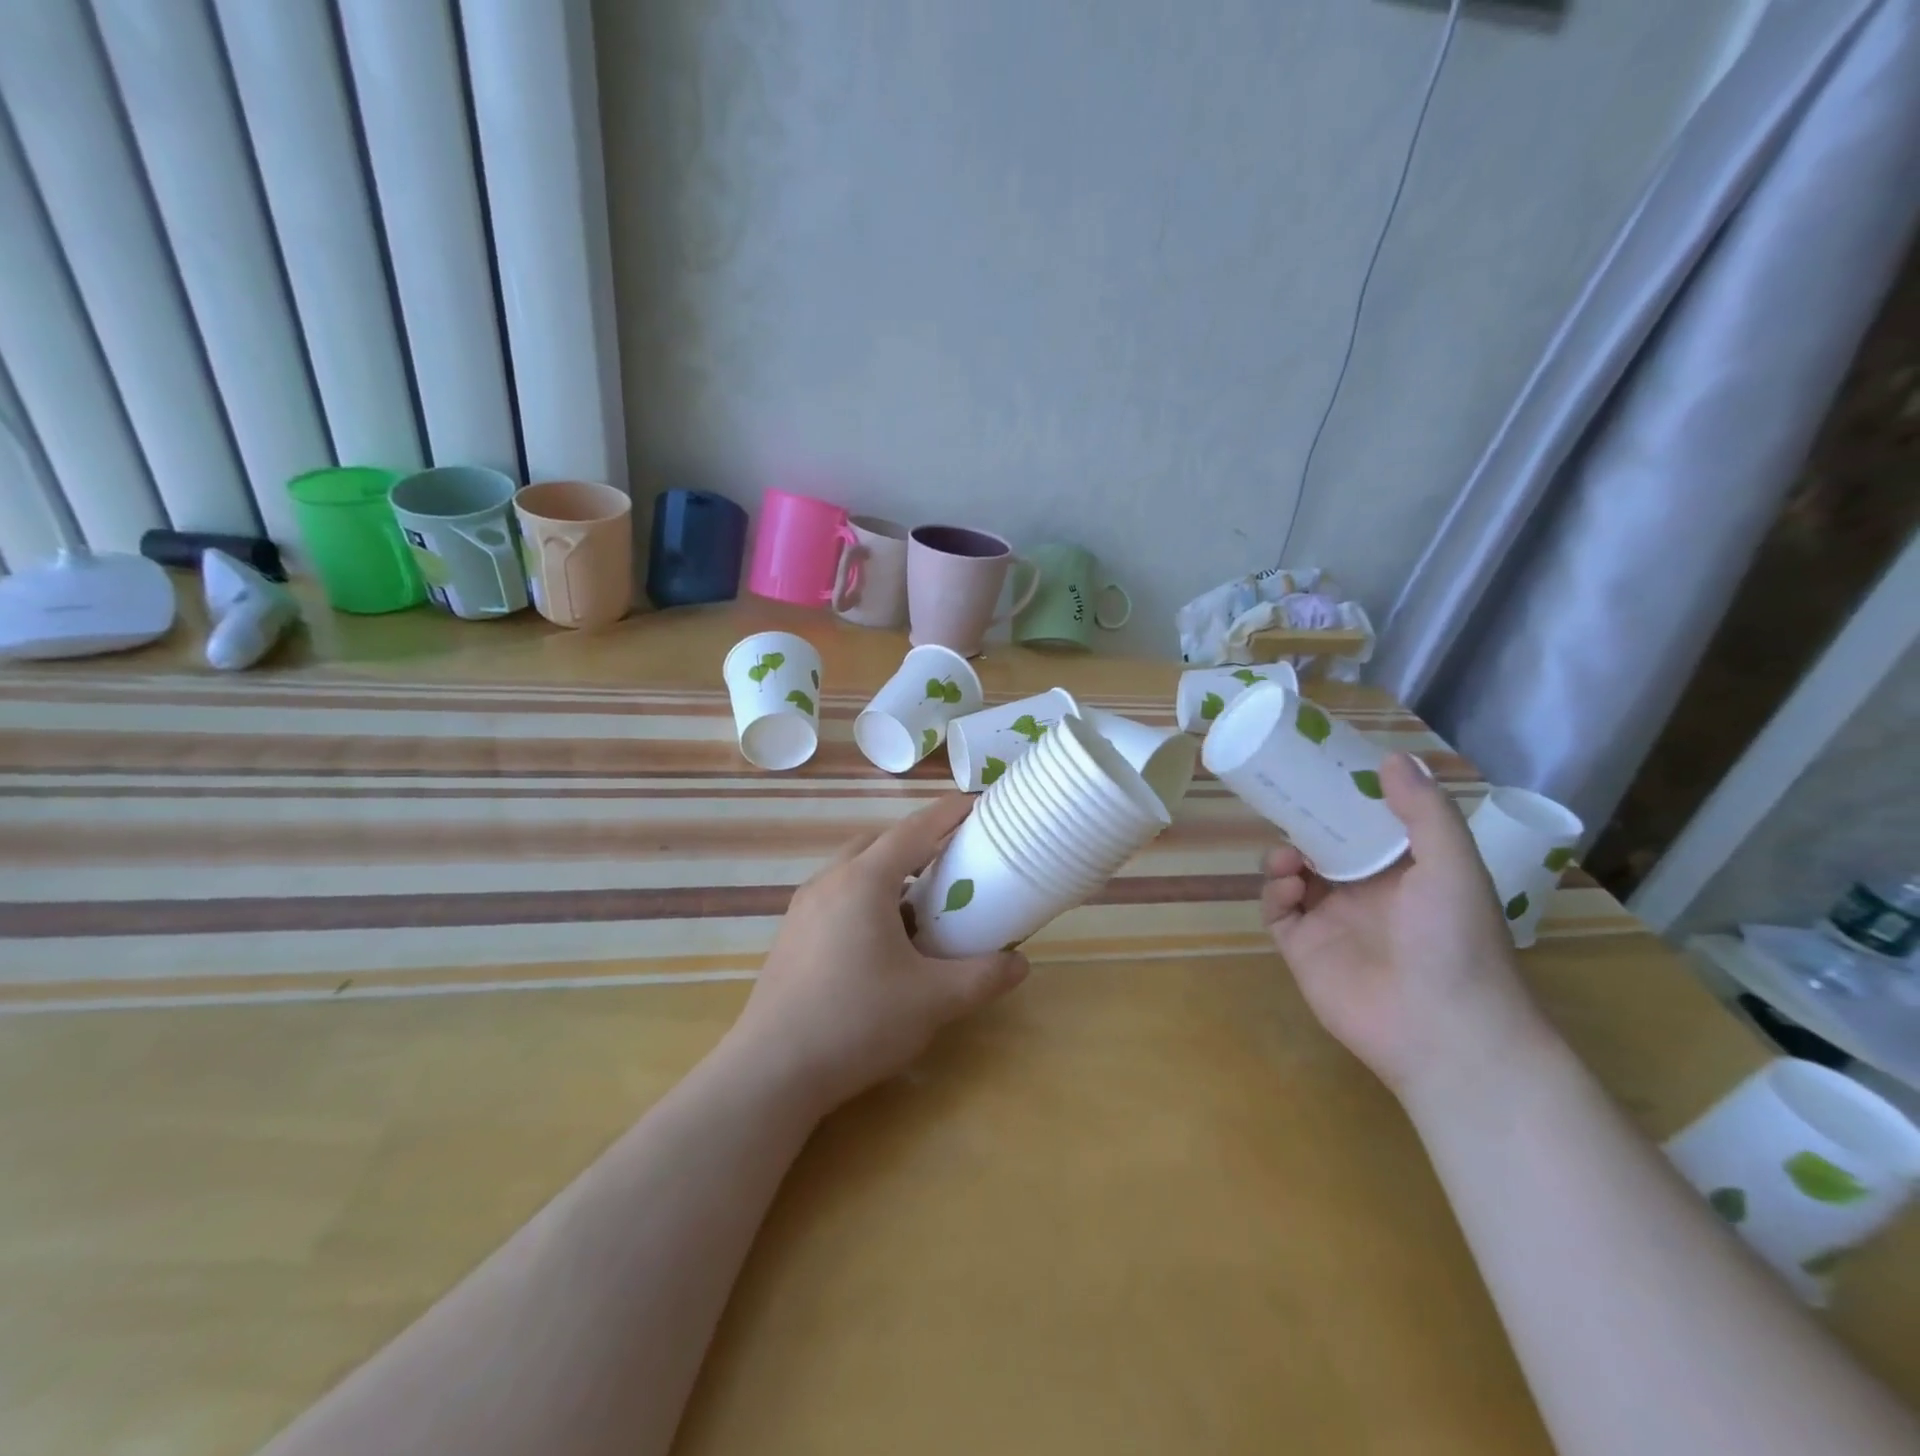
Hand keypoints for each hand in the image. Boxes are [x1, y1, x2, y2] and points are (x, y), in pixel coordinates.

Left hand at [727, 795, 1029, 1113]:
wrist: (771, 1071)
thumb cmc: (857, 1022)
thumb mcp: (933, 1000)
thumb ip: (982, 977)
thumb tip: (1020, 964)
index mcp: (864, 881)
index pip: (914, 829)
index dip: (949, 813)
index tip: (977, 804)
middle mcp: (829, 881)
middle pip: (880, 843)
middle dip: (918, 843)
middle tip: (953, 860)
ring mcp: (803, 908)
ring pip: (854, 870)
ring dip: (889, 873)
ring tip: (921, 903)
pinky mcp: (791, 935)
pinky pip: (836, 896)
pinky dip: (866, 898)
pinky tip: (881, 940)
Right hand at [1259, 753, 1548, 1102]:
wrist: (1445, 1032)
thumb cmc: (1456, 941)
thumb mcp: (1453, 866)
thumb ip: (1425, 812)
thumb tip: (1393, 756)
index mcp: (1403, 874)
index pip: (1365, 827)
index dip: (1343, 801)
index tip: (1321, 772)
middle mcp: (1365, 894)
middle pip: (1322, 848)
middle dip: (1304, 826)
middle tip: (1286, 804)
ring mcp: (1331, 923)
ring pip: (1293, 878)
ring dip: (1284, 858)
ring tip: (1289, 858)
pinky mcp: (1303, 950)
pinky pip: (1276, 912)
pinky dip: (1274, 894)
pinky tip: (1287, 888)